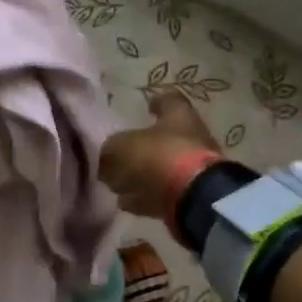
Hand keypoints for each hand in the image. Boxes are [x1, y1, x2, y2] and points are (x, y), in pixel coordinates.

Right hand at [98, 92, 220, 216]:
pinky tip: (128, 202)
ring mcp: (195, 167)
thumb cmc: (159, 157)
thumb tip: (106, 159)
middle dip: (144, 146)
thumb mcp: (122, 148)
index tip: (147, 107)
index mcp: (179, 114)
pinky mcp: (194, 194)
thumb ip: (110, 151)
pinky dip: (148, 196)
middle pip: (166, 137)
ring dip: (144, 174)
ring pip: (164, 166)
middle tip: (121, 154)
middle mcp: (192, 136)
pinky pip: (165, 192)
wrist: (194, 197)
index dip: (157, 102)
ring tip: (119, 183)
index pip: (169, 99)